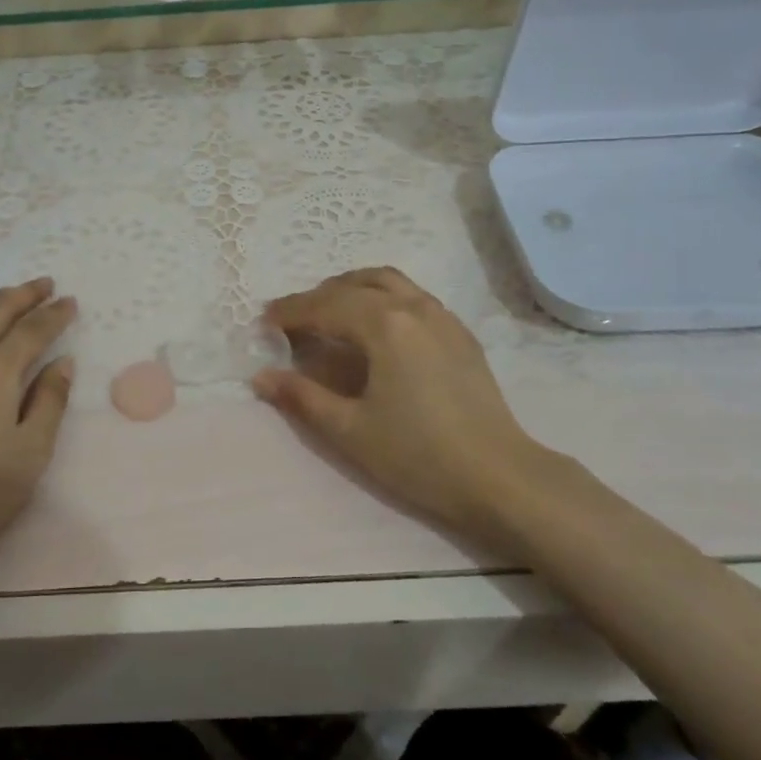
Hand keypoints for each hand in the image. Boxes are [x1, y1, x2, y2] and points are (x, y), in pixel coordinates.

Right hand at [252, 267, 561, 539]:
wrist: (499, 477)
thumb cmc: (418, 455)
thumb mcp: (350, 430)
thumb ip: (302, 397)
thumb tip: (261, 376)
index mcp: (384, 325)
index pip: (325, 306)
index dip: (290, 312)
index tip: (263, 322)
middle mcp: (413, 307)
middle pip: (354, 286)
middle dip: (317, 297)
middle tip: (291, 320)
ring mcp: (442, 316)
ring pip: (388, 282)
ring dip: (351, 288)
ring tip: (329, 312)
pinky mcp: (460, 333)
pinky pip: (411, 296)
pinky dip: (381, 297)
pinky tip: (375, 326)